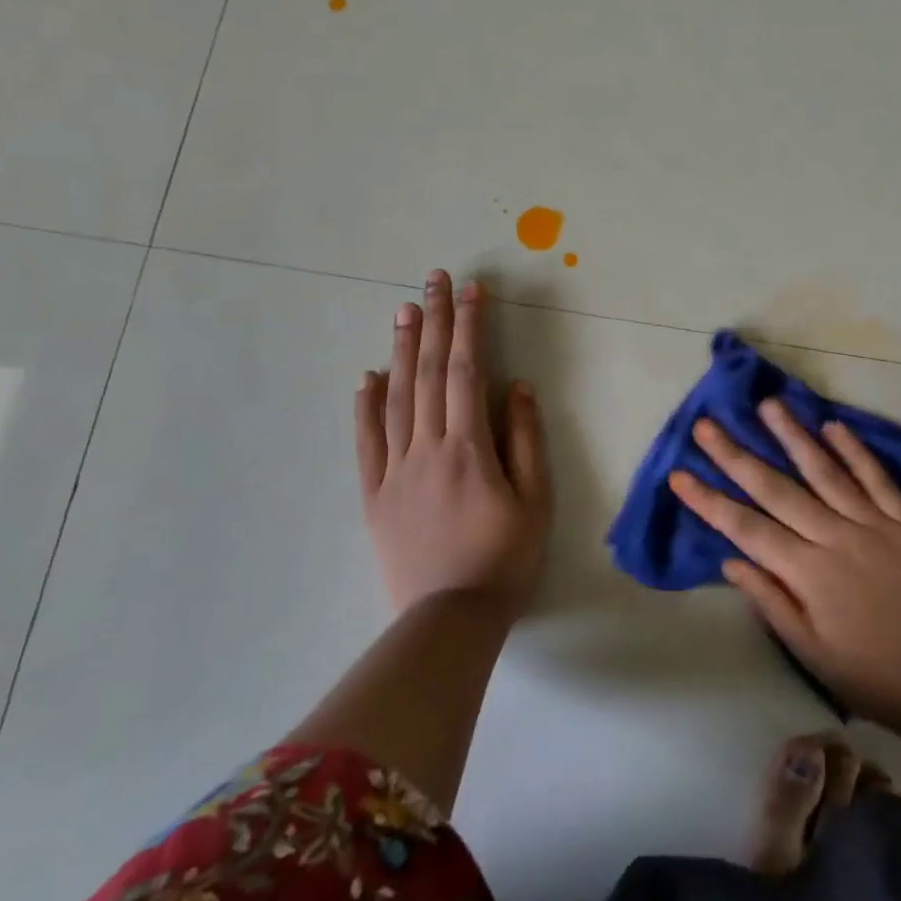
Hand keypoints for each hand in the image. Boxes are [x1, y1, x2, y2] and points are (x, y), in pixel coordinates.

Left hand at [354, 270, 552, 622]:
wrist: (449, 620)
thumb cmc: (505, 558)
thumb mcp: (536, 500)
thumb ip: (525, 439)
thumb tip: (518, 386)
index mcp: (468, 448)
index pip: (467, 372)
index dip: (469, 327)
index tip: (473, 291)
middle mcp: (426, 448)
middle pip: (428, 373)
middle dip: (434, 321)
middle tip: (434, 279)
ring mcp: (394, 471)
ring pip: (395, 398)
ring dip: (400, 350)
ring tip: (404, 310)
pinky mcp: (373, 495)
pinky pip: (366, 442)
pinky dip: (365, 405)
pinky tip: (366, 377)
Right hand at [670, 400, 900, 730]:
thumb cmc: (866, 672)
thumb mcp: (808, 650)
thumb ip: (769, 600)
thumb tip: (731, 560)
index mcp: (807, 572)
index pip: (746, 528)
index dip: (709, 501)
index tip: (679, 475)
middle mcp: (835, 537)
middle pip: (777, 489)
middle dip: (736, 456)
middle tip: (707, 425)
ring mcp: (873, 524)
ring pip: (825, 471)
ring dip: (793, 436)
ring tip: (768, 405)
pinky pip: (877, 479)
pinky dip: (855, 451)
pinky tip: (833, 426)